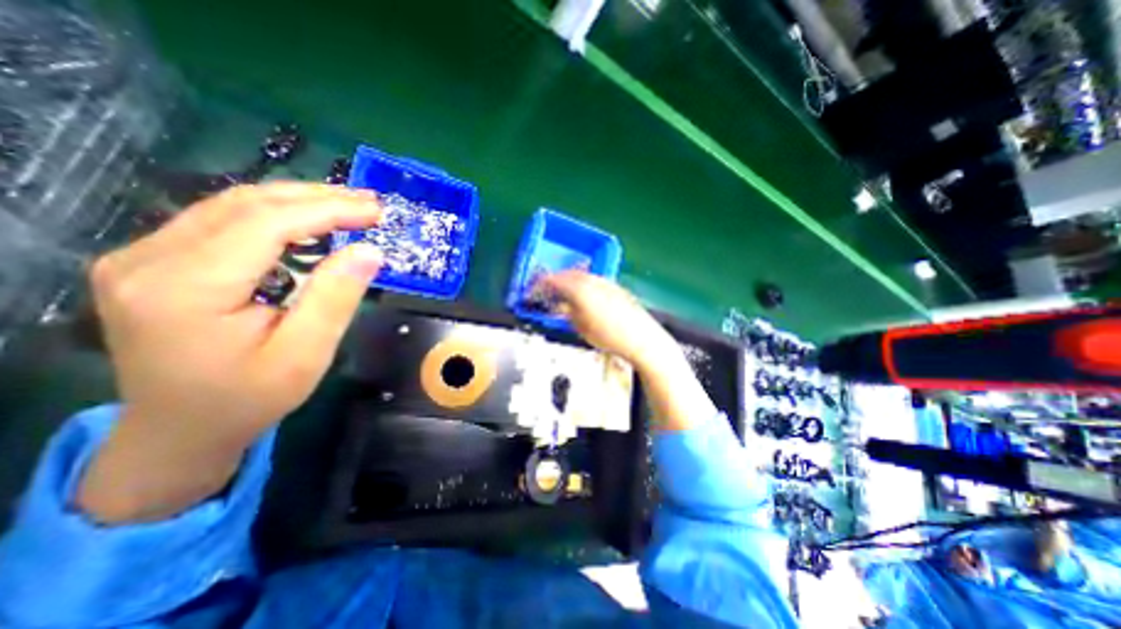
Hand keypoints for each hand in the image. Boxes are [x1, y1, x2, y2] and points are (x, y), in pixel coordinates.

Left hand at [79, 183, 386, 524]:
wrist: (180, 429)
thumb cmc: (249, 398)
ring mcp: (142, 256)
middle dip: (316, 197)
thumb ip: (335, 298)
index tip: (376, 211)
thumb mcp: (305, 355)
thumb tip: (370, 252)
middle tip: (369, 202)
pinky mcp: (155, 261)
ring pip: (232, 205)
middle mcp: (148, 260)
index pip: (266, 224)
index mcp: (184, 289)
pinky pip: (222, 221)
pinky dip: (275, 215)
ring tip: (348, 206)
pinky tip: (309, 222)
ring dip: (298, 201)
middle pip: (245, 205)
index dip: (328, 211)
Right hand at [541, 270, 673, 367]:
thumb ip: (566, 312)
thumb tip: (558, 306)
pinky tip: (581, 294)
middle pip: (566, 274)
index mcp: (579, 289)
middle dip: (553, 281)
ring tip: (561, 293)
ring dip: (567, 281)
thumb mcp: (580, 327)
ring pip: (580, 275)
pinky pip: (592, 279)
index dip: (540, 286)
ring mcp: (604, 281)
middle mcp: (591, 280)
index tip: (532, 292)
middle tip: (545, 290)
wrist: (640, 337)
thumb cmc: (609, 336)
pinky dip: (581, 283)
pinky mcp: (614, 286)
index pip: (553, 281)